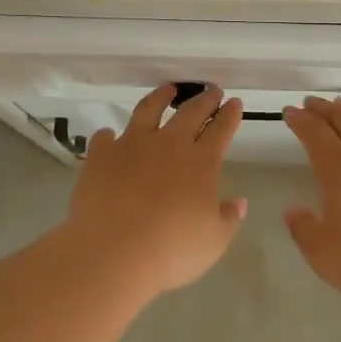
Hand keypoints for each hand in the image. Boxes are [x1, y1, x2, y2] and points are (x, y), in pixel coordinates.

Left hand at [60, 83, 246, 295]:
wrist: (113, 252)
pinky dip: (110, 135)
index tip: (234, 103)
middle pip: (190, 112)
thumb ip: (228, 218)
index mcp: (201, 162)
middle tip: (212, 91)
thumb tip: (239, 202)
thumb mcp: (213, 241)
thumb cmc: (172, 250)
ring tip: (167, 89)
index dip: (229, 115)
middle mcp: (168, 144)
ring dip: (160, 97)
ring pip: (148, 110)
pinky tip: (110, 135)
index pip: (221, 130)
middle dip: (205, 100)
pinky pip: (105, 138)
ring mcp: (132, 145)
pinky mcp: (101, 156)